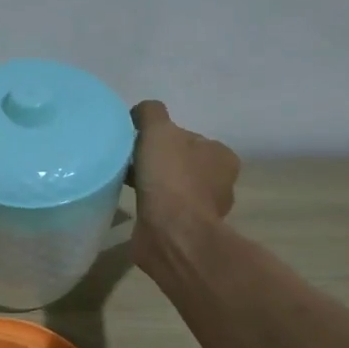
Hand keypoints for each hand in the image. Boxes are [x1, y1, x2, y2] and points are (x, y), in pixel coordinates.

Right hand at [129, 100, 239, 266]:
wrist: (171, 234)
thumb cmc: (171, 179)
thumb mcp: (158, 131)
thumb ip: (150, 113)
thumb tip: (141, 112)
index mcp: (221, 156)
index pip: (188, 138)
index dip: (162, 138)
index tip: (140, 144)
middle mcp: (219, 183)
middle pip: (180, 163)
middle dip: (157, 162)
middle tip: (130, 163)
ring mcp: (203, 210)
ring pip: (172, 188)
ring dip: (153, 186)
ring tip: (127, 184)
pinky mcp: (185, 231)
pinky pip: (165, 211)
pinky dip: (151, 207)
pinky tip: (135, 205)